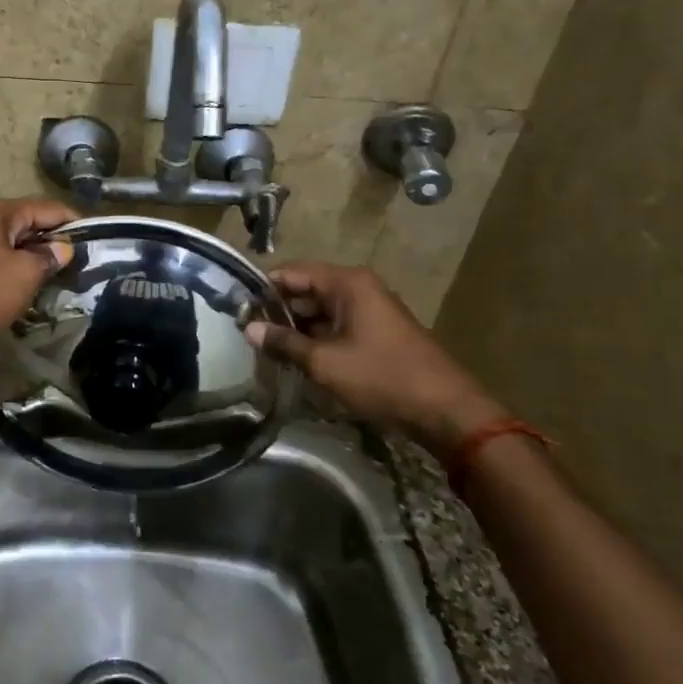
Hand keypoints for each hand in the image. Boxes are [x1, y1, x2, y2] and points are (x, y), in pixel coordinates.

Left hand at [0, 197, 77, 356]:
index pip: (46, 207)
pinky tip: (21, 289)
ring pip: (7, 244)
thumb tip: (62, 248)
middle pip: (25, 224)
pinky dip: (10, 271)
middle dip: (51, 241)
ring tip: (54, 278)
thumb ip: (48, 257)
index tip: (95, 239)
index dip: (72, 222)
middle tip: (77, 264)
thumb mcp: (24, 274)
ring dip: (30, 258)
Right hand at [246, 262, 504, 449]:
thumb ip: (284, 343)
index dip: (263, 288)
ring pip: (320, 311)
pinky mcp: (375, 332)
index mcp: (347, 283)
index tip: (236, 309)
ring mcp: (369, 310)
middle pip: (305, 290)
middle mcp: (358, 288)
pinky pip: (336, 326)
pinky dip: (316, 339)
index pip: (292, 272)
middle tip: (247, 335)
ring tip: (266, 350)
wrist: (445, 410)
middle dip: (277, 311)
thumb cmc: (382, 378)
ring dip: (296, 329)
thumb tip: (249, 328)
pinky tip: (296, 359)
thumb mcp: (325, 362)